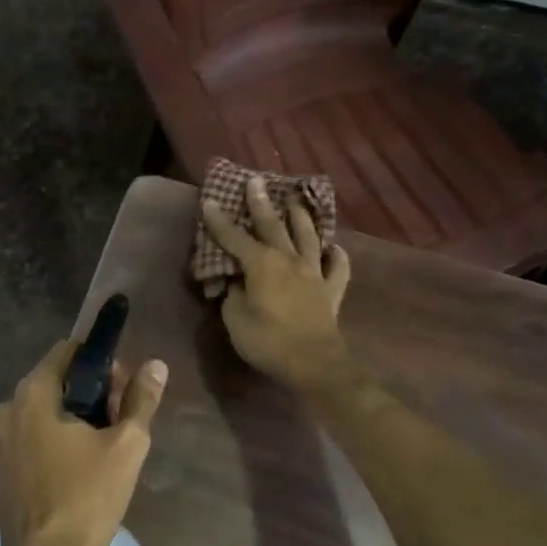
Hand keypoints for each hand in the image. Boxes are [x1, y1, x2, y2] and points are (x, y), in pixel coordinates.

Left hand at [0, 340, 167, 545]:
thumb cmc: (86, 498)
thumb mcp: (126, 446)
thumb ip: (141, 400)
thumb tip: (156, 365)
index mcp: (33, 394)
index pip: (69, 352)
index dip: (103, 364)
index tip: (125, 390)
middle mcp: (9, 408)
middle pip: (57, 381)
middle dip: (93, 393)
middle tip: (122, 422)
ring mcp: (0, 440)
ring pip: (46, 411)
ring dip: (76, 418)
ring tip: (105, 448)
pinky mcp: (1, 468)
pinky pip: (33, 437)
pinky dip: (56, 440)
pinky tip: (79, 469)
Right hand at [201, 176, 353, 393]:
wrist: (312, 363)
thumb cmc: (267, 341)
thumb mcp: (235, 318)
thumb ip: (233, 294)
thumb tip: (237, 282)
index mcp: (261, 264)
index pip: (234, 237)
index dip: (219, 221)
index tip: (209, 201)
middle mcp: (289, 260)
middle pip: (273, 226)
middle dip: (261, 204)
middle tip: (256, 181)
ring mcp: (314, 273)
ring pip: (308, 237)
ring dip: (301, 218)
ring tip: (296, 202)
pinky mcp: (331, 290)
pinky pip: (337, 267)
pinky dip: (336, 255)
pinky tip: (334, 248)